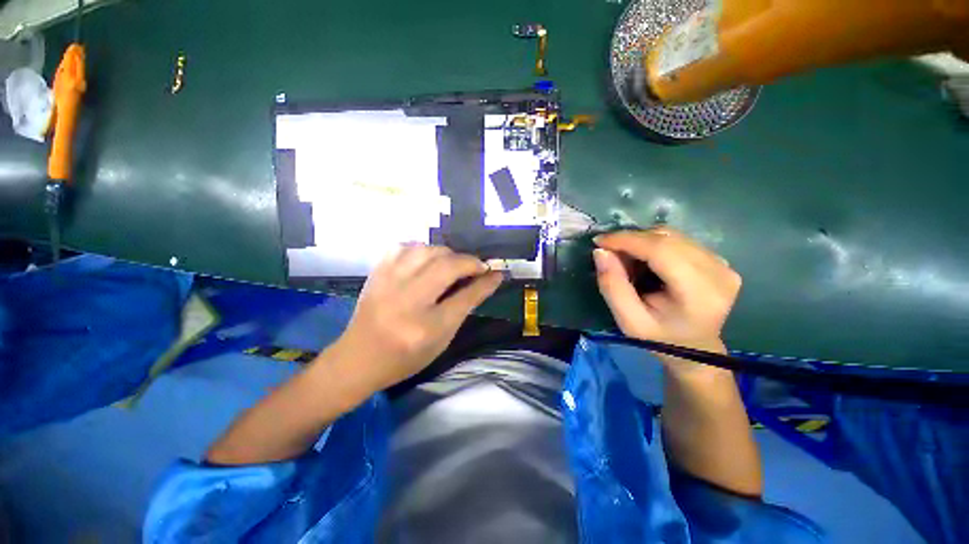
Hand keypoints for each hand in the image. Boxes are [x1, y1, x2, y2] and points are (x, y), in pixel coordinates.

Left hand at [332, 244, 502, 392]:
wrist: (358, 359)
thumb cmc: (405, 357)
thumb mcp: (441, 340)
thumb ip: (463, 309)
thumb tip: (485, 281)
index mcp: (426, 327)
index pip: (465, 297)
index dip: (485, 281)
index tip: (498, 271)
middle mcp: (407, 300)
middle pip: (446, 266)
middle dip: (469, 262)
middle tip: (477, 267)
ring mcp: (388, 282)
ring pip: (427, 250)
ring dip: (447, 254)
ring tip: (453, 264)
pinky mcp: (377, 273)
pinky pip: (405, 247)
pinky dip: (423, 249)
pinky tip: (427, 259)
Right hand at [592, 228, 740, 353]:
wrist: (694, 349)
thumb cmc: (659, 338)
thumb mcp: (628, 321)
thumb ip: (612, 286)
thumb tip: (601, 252)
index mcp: (699, 293)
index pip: (662, 251)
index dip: (627, 240)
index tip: (599, 241)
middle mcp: (719, 272)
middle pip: (667, 239)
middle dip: (631, 239)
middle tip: (609, 252)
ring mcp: (723, 264)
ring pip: (672, 236)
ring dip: (642, 241)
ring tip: (626, 258)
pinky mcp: (719, 260)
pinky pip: (679, 241)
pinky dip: (654, 244)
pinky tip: (644, 260)